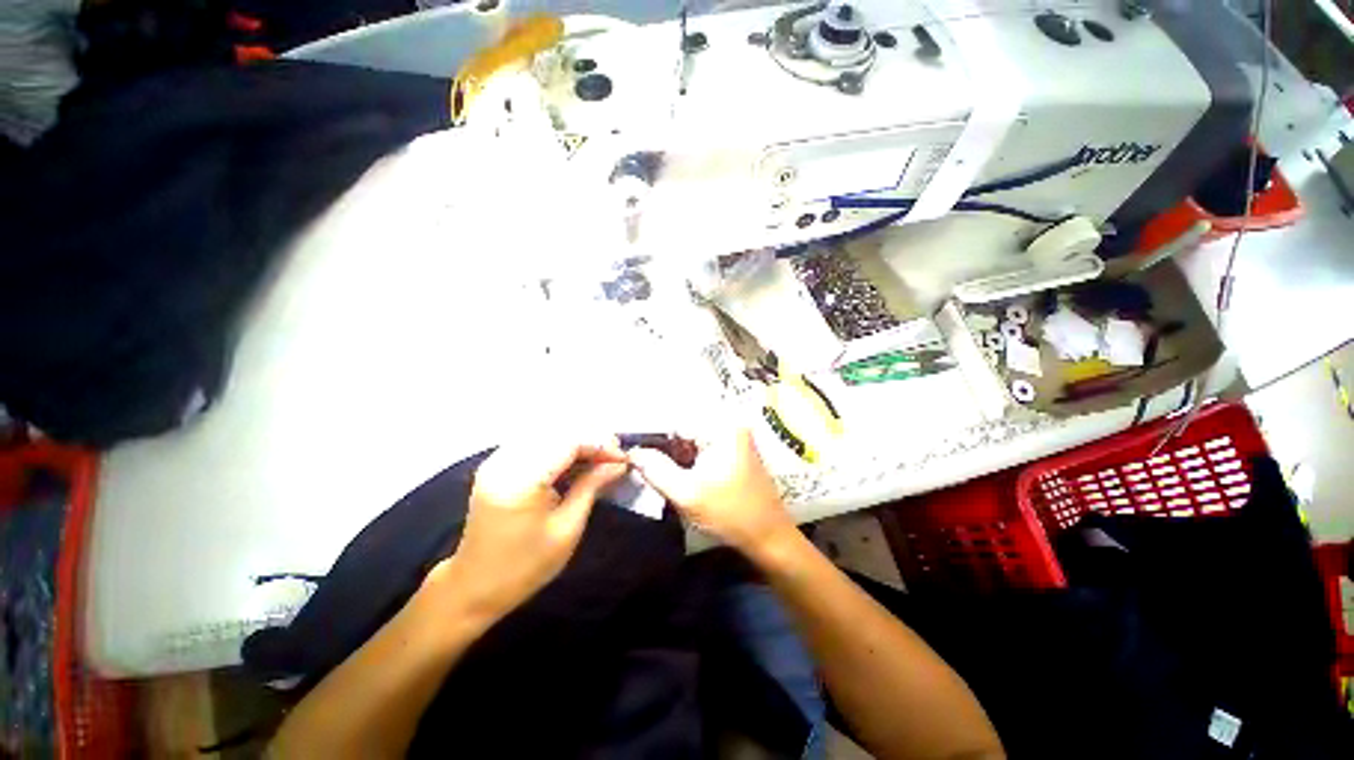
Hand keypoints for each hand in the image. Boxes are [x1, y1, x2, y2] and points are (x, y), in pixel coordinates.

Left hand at [429, 437, 628, 620]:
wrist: (474, 587)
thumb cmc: (525, 566)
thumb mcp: (567, 529)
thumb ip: (591, 487)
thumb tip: (618, 464)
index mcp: (521, 481)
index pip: (568, 442)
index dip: (599, 445)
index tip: (622, 458)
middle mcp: (505, 461)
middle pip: (557, 432)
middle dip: (590, 440)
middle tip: (613, 457)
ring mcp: (496, 460)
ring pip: (546, 433)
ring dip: (575, 441)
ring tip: (598, 458)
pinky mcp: (495, 464)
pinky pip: (534, 442)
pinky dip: (558, 446)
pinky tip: (574, 459)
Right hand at [629, 429, 794, 557]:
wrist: (770, 537)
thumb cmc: (729, 515)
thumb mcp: (687, 495)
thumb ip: (656, 470)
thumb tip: (633, 452)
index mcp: (721, 429)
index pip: (676, 422)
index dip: (653, 438)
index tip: (635, 454)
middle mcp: (730, 426)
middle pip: (685, 429)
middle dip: (665, 448)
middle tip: (647, 467)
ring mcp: (736, 438)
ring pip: (694, 440)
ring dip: (677, 455)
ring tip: (663, 474)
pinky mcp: (737, 451)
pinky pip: (705, 448)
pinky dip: (691, 460)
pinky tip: (685, 477)